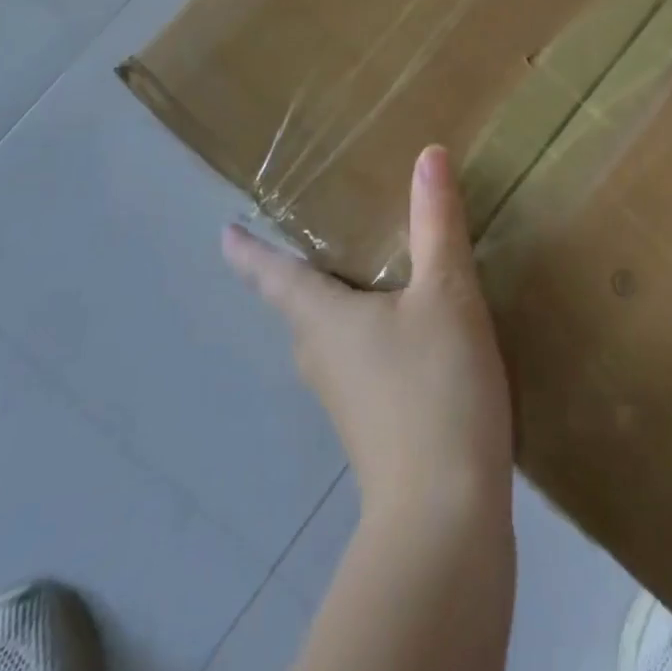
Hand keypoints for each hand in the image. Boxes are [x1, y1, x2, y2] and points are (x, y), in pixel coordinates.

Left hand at [223, 145, 513, 523]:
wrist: (446, 516)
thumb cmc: (435, 390)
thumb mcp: (445, 294)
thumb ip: (437, 223)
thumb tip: (428, 154)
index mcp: (322, 320)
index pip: (273, 275)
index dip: (249, 251)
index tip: (224, 232)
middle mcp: (321, 356)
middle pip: (301, 304)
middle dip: (302, 270)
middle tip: (317, 231)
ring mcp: (345, 397)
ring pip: (333, 333)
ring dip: (340, 301)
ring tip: (365, 269)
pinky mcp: (374, 425)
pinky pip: (361, 359)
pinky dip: (371, 331)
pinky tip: (406, 325)